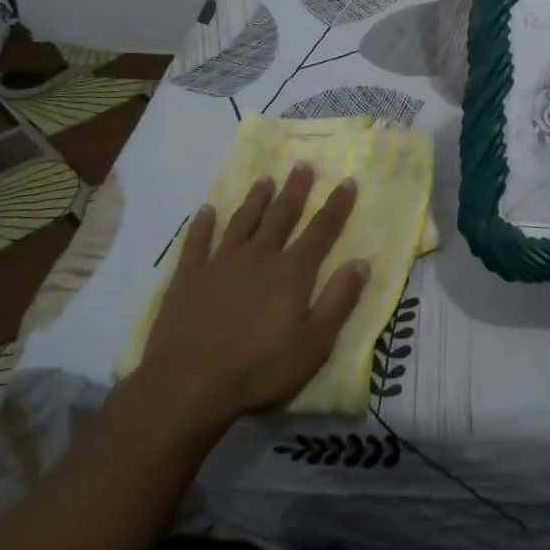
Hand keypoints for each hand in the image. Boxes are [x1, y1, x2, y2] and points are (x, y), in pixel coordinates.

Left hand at [134, 166, 368, 431]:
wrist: (188, 384)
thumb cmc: (259, 369)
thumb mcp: (313, 344)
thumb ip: (339, 300)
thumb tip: (362, 262)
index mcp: (292, 272)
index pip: (321, 230)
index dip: (337, 206)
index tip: (347, 181)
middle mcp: (259, 256)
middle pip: (281, 215)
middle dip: (295, 190)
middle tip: (303, 165)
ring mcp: (221, 262)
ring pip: (243, 221)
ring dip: (255, 199)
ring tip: (264, 179)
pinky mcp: (189, 276)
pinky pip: (197, 242)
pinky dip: (202, 224)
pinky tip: (206, 210)